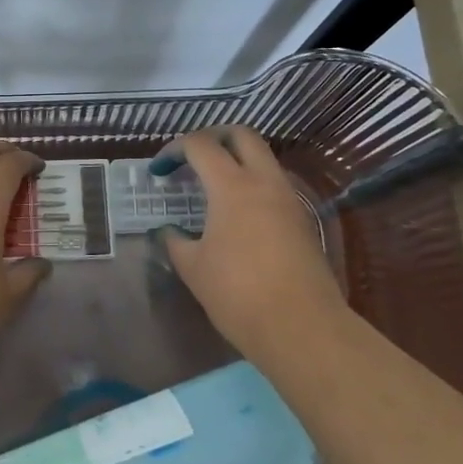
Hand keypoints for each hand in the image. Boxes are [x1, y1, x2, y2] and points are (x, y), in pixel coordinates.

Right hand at [151, 126, 348, 356]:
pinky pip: (275, 184)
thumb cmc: (238, 294)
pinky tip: (237, 213)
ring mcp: (289, 199)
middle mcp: (265, 182)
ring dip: (237, 160)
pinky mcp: (303, 220)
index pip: (200, 145)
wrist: (302, 328)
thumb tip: (169, 231)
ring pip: (264, 158)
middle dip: (213, 137)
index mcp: (232, 186)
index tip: (159, 170)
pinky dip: (253, 184)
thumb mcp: (193, 268)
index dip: (174, 150)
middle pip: (242, 135)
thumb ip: (175, 241)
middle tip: (191, 157)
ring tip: (212, 186)